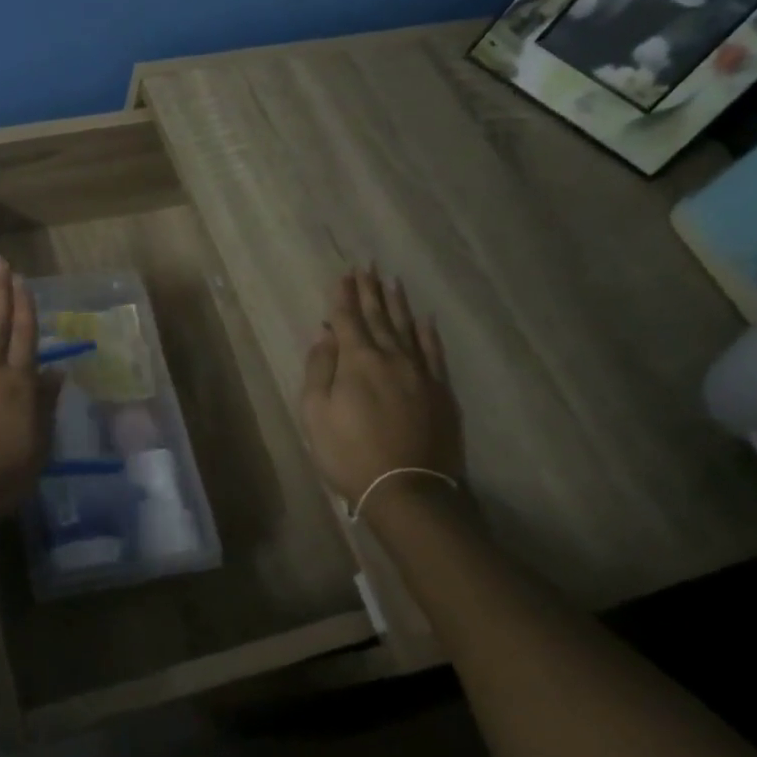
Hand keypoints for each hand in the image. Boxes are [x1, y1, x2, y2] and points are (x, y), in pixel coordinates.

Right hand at [300, 268, 465, 520]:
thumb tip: (326, 336)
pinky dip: (427, 333)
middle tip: (367, 266)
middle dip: (370, 291)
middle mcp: (391, 357)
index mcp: (357, 361)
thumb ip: (319, 369)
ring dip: (397, 303)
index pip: (347, 319)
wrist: (408, 490)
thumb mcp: (315, 413)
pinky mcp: (441, 391)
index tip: (343, 274)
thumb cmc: (349, 453)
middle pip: (378, 317)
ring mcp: (420, 373)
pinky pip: (434, 352)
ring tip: (392, 281)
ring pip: (407, 328)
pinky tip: (424, 319)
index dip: (343, 296)